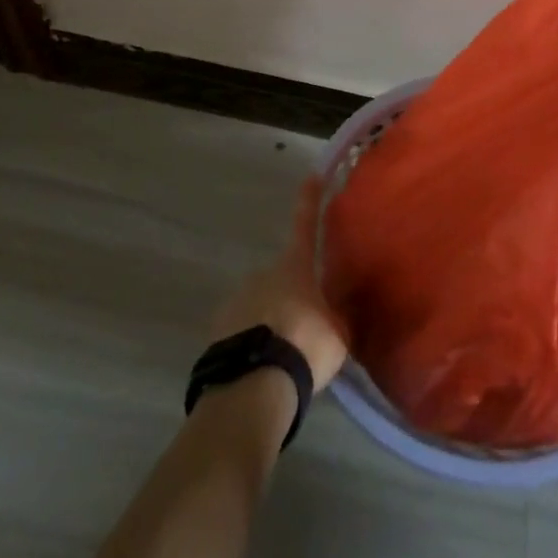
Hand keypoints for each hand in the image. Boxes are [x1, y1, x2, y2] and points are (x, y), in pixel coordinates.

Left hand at [207, 179, 349, 390]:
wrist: (255, 382)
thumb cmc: (305, 346)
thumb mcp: (338, 333)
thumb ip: (337, 315)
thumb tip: (336, 311)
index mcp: (296, 266)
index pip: (306, 224)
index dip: (310, 200)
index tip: (312, 175)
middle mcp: (264, 272)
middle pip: (284, 278)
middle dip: (294, 297)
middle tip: (306, 331)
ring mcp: (238, 297)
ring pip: (262, 305)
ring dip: (273, 321)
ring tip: (285, 358)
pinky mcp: (219, 327)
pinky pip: (243, 329)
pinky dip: (253, 341)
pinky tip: (263, 366)